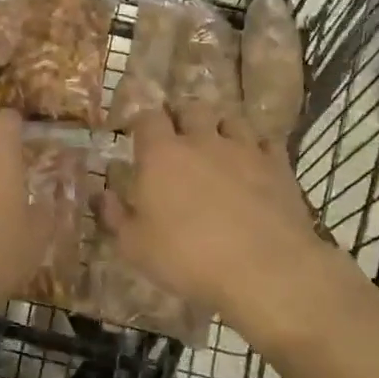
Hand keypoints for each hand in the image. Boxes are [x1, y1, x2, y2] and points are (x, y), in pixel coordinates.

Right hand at [104, 110, 360, 338]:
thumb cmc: (188, 257)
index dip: (142, 122)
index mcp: (161, 154)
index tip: (139, 135)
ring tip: (217, 144)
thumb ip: (114, 216)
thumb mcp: (135, 247)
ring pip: (230, 119)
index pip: (148, 117)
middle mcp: (202, 140)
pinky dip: (256, 148)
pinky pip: (266, 142)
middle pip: (191, 108)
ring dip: (220, 127)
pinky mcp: (278, 165)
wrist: (264, 269)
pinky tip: (254, 163)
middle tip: (178, 136)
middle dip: (182, 117)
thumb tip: (101, 194)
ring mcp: (244, 149)